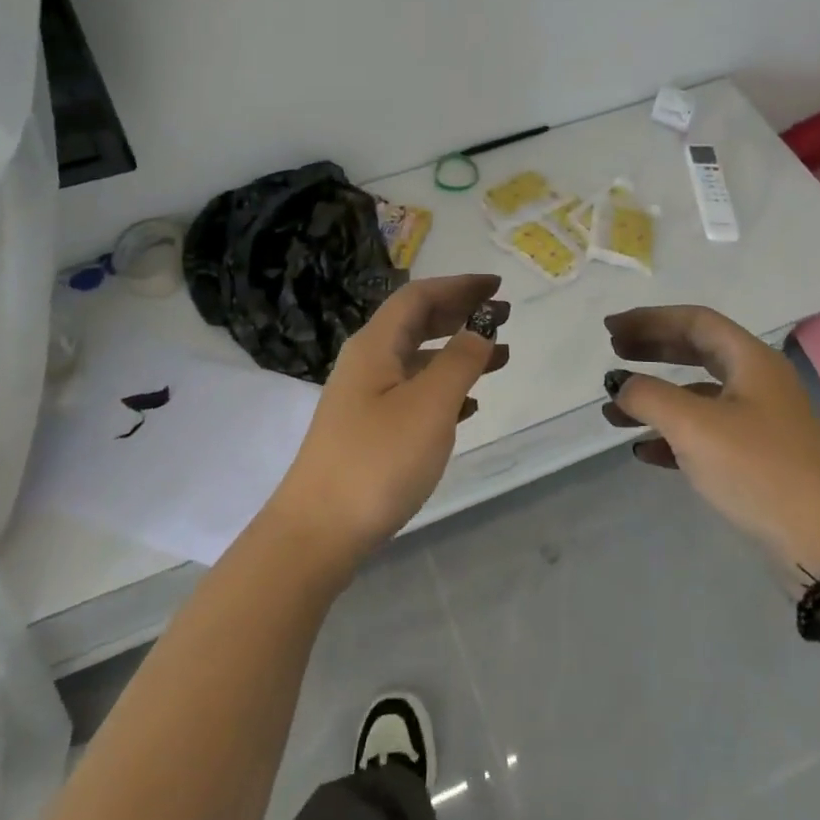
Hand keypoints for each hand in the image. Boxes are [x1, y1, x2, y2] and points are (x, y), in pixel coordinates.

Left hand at [269, 274, 508, 569]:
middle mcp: (367, 363)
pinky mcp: (368, 430)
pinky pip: (414, 393)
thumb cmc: (377, 461)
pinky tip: (470, 406)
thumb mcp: (428, 407)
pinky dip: (444, 389)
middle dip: (460, 314)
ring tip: (501, 359)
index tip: (496, 286)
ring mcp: (365, 398)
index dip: (458, 286)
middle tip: (502, 316)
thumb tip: (479, 331)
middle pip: (417, 323)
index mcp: (375, 345)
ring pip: (418, 360)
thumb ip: (459, 363)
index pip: (419, 297)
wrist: (317, 533)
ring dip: (458, 353)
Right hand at [602, 305, 819, 590]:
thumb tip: (620, 384)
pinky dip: (671, 436)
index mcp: (750, 361)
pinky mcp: (758, 460)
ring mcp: (760, 423)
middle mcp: (757, 383)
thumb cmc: (761, 470)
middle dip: (651, 350)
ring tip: (614, 412)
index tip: (610, 329)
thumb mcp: (695, 427)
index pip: (694, 321)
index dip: (649, 319)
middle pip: (696, 352)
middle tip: (613, 353)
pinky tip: (643, 451)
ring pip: (696, 396)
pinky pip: (705, 434)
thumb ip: (649, 396)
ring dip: (654, 398)